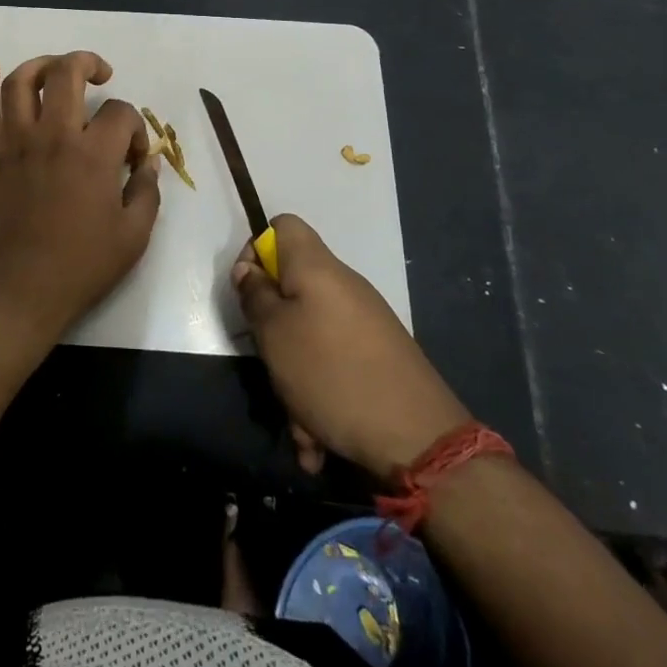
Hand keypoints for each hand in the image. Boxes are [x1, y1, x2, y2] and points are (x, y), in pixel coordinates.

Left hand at [0, 52, 161, 344]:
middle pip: (67, 74)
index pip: (121, 112)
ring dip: (41, 64)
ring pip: (21, 82)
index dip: (136, 127)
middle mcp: (53, 136)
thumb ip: (146, 192)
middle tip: (102, 75)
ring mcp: (17, 143)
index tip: (134, 156)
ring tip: (57, 70)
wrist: (18, 290)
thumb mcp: (133, 236)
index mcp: (93, 155)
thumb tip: (148, 162)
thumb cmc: (80, 267)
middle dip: (89, 63)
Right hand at [232, 214, 468, 478]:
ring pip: (310, 336)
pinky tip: (318, 440)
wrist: (419, 439)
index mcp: (316, 268)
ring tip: (298, 424)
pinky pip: (334, 365)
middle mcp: (343, 287)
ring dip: (294, 377)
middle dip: (272, 329)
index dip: (256, 251)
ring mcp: (365, 323)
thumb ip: (255, 295)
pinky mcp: (379, 358)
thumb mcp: (274, 333)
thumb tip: (250, 270)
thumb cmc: (331, 373)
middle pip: (292, 287)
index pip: (282, 226)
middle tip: (267, 360)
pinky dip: (320, 397)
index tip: (248, 291)